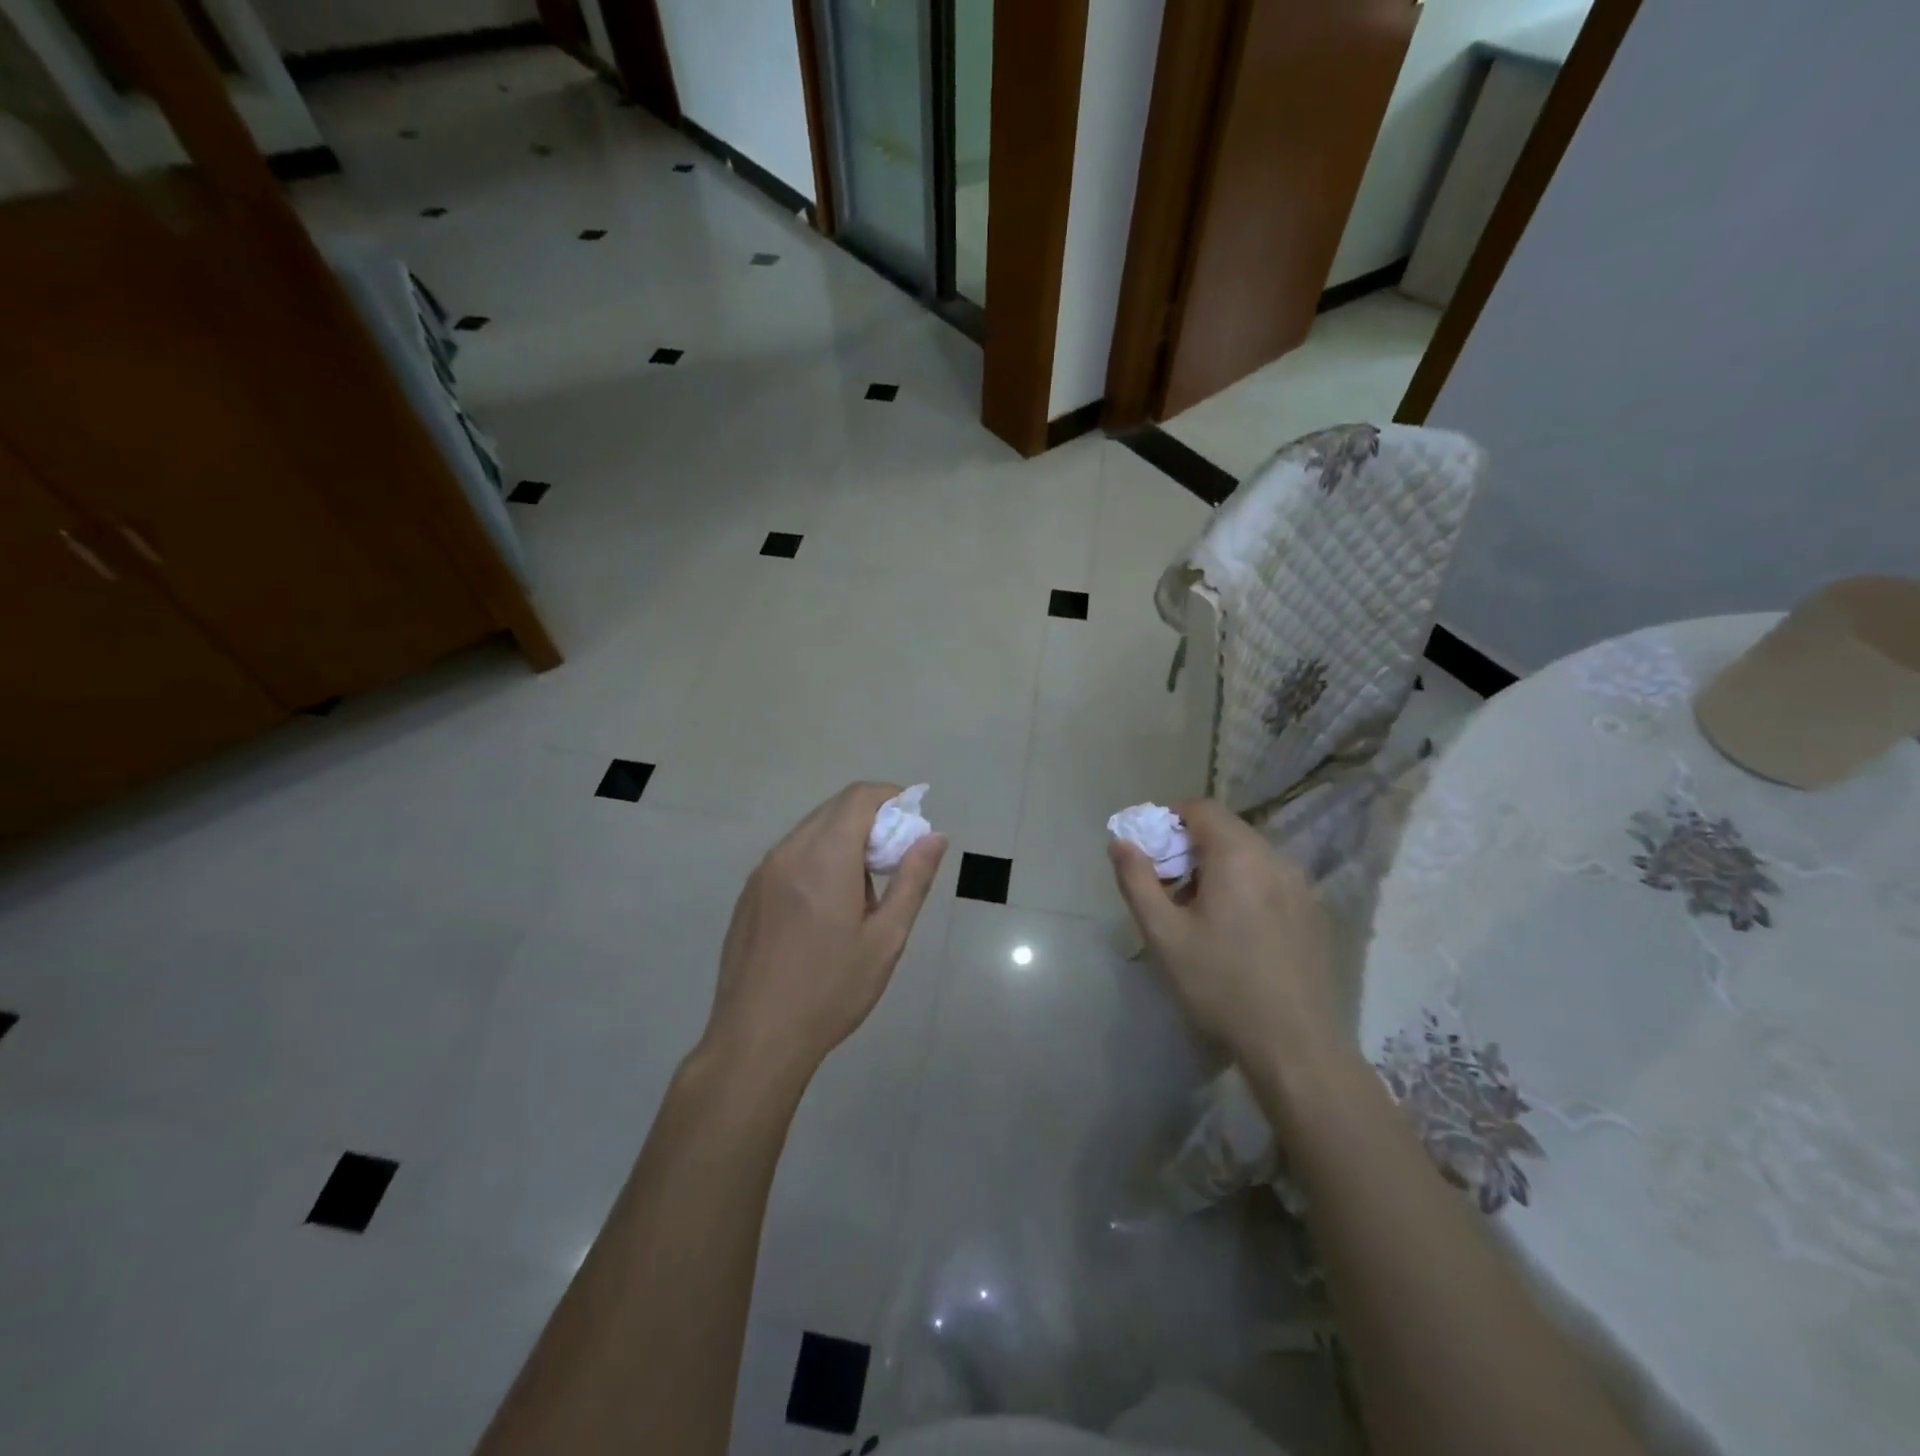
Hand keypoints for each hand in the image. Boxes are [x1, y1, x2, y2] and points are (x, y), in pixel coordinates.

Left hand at [702, 783, 946, 1088]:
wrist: (756, 1038)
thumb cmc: (831, 990)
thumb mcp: (886, 938)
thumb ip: (912, 879)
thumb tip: (934, 837)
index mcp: (824, 857)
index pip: (859, 797)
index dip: (891, 797)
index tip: (912, 822)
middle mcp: (788, 852)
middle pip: (834, 810)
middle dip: (871, 821)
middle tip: (894, 861)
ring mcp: (762, 872)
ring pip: (811, 832)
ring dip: (843, 842)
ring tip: (862, 894)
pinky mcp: (749, 894)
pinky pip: (790, 856)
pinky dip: (817, 859)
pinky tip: (826, 909)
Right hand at [1109, 799, 1336, 1072]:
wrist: (1294, 1044)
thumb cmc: (1220, 984)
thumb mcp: (1163, 934)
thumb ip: (1137, 880)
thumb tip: (1120, 842)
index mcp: (1238, 855)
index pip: (1201, 808)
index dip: (1169, 819)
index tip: (1149, 850)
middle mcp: (1275, 858)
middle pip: (1226, 829)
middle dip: (1190, 846)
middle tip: (1167, 885)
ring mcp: (1300, 885)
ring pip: (1249, 854)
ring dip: (1217, 866)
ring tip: (1198, 910)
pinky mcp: (1313, 911)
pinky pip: (1270, 878)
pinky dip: (1244, 884)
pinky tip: (1234, 929)